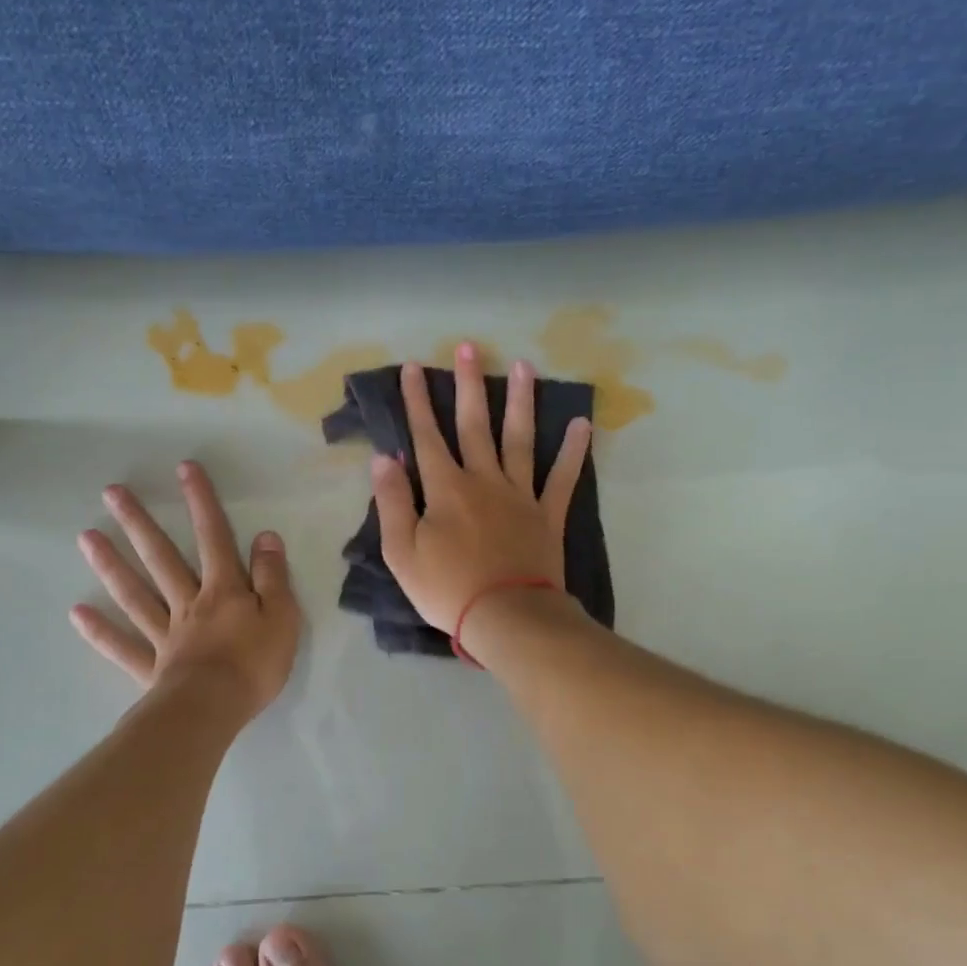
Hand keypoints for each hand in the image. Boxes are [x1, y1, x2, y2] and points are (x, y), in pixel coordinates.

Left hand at [71, 461, 301, 720]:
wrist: (215, 709)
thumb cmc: (254, 664)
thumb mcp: (282, 616)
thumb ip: (272, 577)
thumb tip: (266, 537)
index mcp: (223, 591)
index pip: (214, 537)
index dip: (202, 502)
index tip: (184, 468)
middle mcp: (188, 604)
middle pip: (161, 557)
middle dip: (139, 522)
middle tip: (112, 492)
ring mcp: (164, 635)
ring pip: (134, 593)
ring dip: (111, 564)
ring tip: (86, 536)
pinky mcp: (151, 667)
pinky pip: (121, 646)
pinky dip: (99, 630)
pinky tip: (76, 612)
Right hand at [372, 346, 591, 637]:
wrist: (507, 617)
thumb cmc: (447, 589)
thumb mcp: (401, 552)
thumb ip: (392, 502)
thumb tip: (385, 458)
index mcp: (446, 489)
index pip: (427, 436)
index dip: (418, 401)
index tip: (414, 368)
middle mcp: (484, 481)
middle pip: (475, 425)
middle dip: (469, 385)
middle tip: (470, 347)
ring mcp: (520, 495)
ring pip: (520, 439)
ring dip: (520, 402)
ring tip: (524, 367)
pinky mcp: (548, 515)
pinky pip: (563, 478)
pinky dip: (573, 451)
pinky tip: (581, 424)